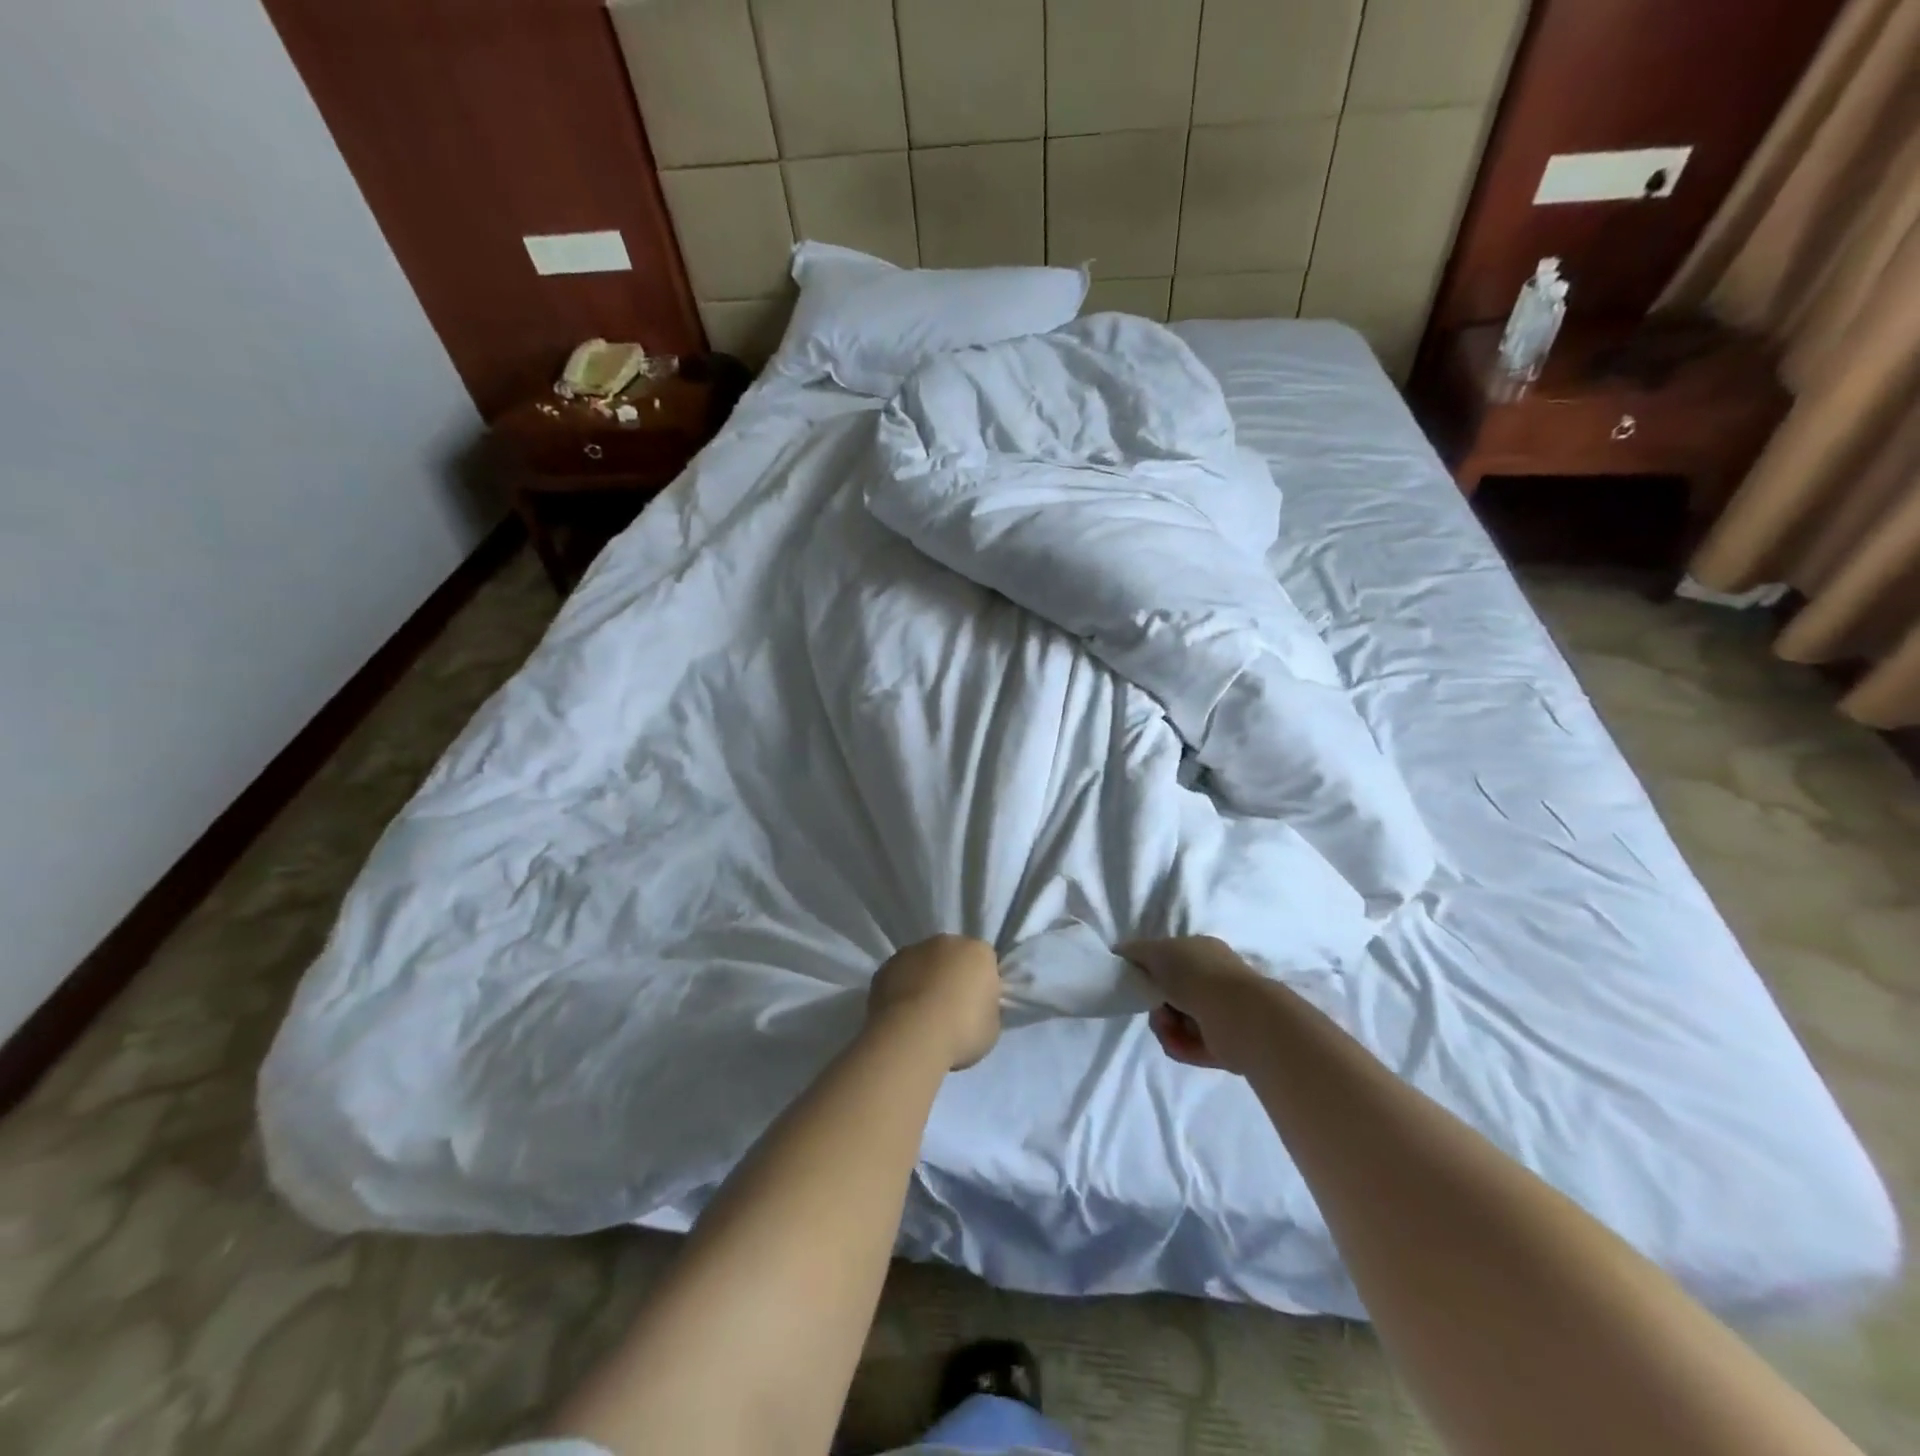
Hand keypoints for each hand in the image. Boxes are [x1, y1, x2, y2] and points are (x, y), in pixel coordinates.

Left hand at [866, 934, 1002, 1069]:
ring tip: (921, 1015)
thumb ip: (986, 1008)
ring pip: (923, 963)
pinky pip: (899, 976)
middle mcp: (945, 942)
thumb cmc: (962, 1031)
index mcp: (978, 952)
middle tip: (950, 1008)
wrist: (913, 1037)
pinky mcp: (884, 967)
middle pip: (952, 955)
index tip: (977, 1005)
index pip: (985, 961)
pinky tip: (901, 1016)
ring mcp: (912, 951)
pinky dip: (901, 990)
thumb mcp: (992, 1026)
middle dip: (952, 975)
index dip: (981, 983)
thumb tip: (977, 1007)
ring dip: (924, 979)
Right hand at [1121, 936, 1271, 1074]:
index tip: (1138, 981)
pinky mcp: (1222, 1045)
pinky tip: (1180, 1042)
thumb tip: (1119, 951)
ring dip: (1165, 1027)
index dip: (1151, 970)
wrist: (1238, 1016)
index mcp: (1202, 952)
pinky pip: (1188, 1046)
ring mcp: (1220, 1013)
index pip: (1171, 959)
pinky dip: (1180, 1045)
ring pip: (1176, 1022)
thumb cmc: (1196, 974)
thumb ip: (1135, 951)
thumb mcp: (1157, 951)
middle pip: (1170, 994)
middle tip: (1153, 1006)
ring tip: (1170, 1028)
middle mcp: (1213, 980)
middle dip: (1156, 1003)